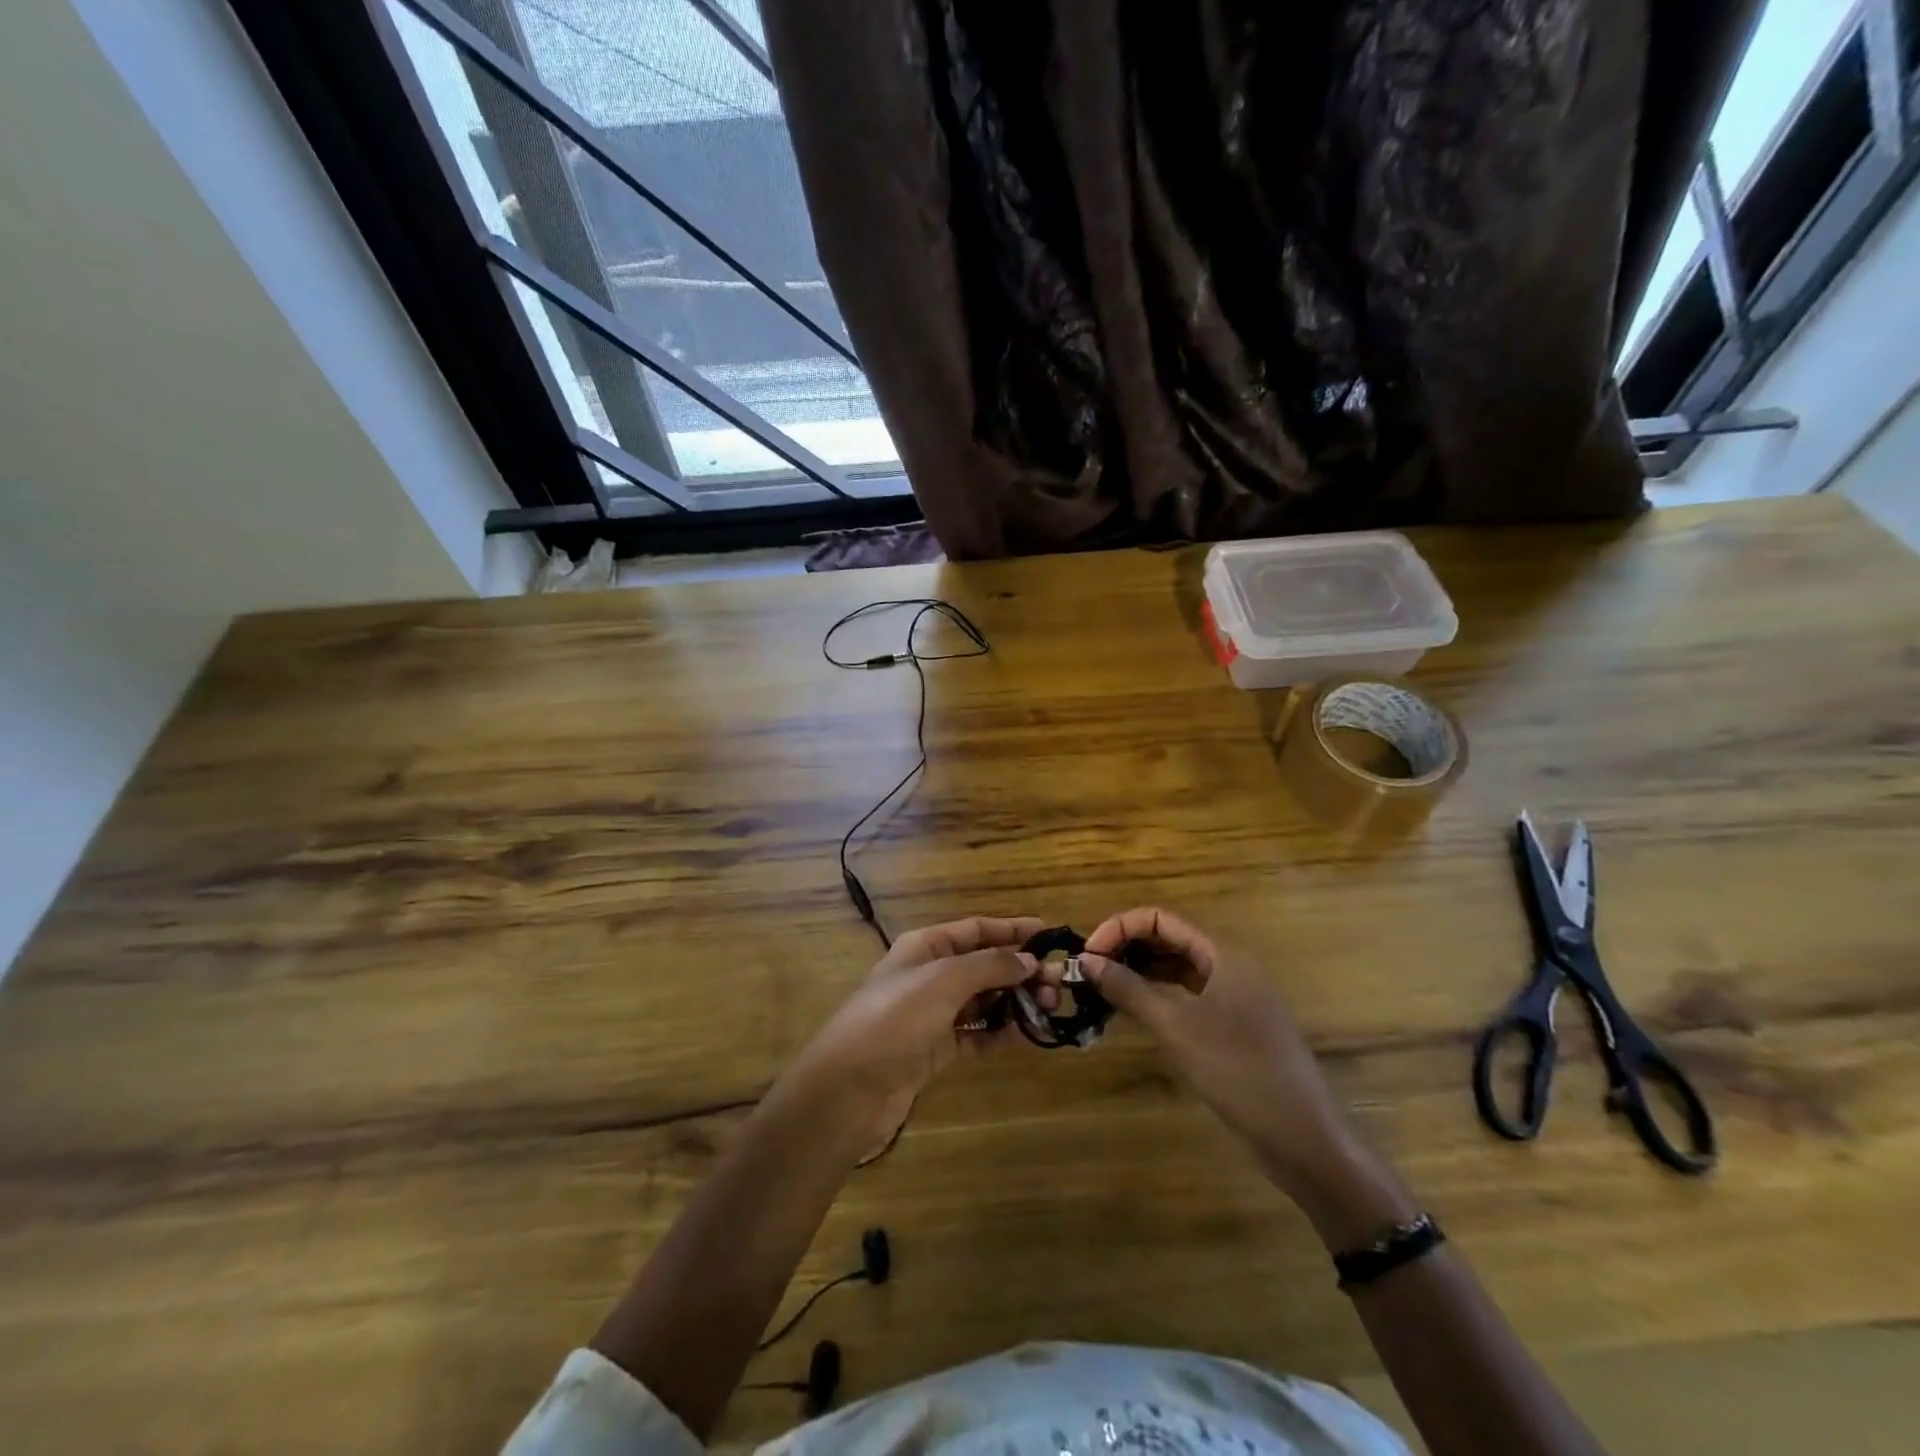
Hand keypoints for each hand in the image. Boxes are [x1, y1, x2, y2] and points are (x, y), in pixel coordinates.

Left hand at [781, 916, 1046, 1150]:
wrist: (849, 1089)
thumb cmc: (895, 1019)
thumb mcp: (943, 980)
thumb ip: (989, 966)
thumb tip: (1029, 960)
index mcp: (925, 946)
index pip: (976, 929)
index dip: (1012, 929)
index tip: (1051, 934)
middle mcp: (930, 974)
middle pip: (984, 965)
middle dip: (1021, 970)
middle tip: (1058, 984)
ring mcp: (933, 1014)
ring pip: (983, 1000)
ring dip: (1015, 1001)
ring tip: (1049, 1008)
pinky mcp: (936, 1050)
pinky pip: (977, 1033)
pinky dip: (1001, 1032)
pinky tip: (1028, 1035)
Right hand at [1082, 907, 1359, 1198]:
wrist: (1303, 1140)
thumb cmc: (1239, 1072)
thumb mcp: (1176, 1028)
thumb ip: (1129, 989)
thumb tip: (1085, 960)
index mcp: (1224, 955)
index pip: (1161, 919)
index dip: (1120, 928)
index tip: (1087, 954)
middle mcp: (1231, 967)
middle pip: (1170, 940)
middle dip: (1127, 948)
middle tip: (1089, 971)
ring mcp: (1236, 998)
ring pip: (1179, 969)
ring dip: (1140, 973)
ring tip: (1102, 989)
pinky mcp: (1235, 1027)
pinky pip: (1189, 997)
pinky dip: (1159, 998)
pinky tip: (1134, 1013)